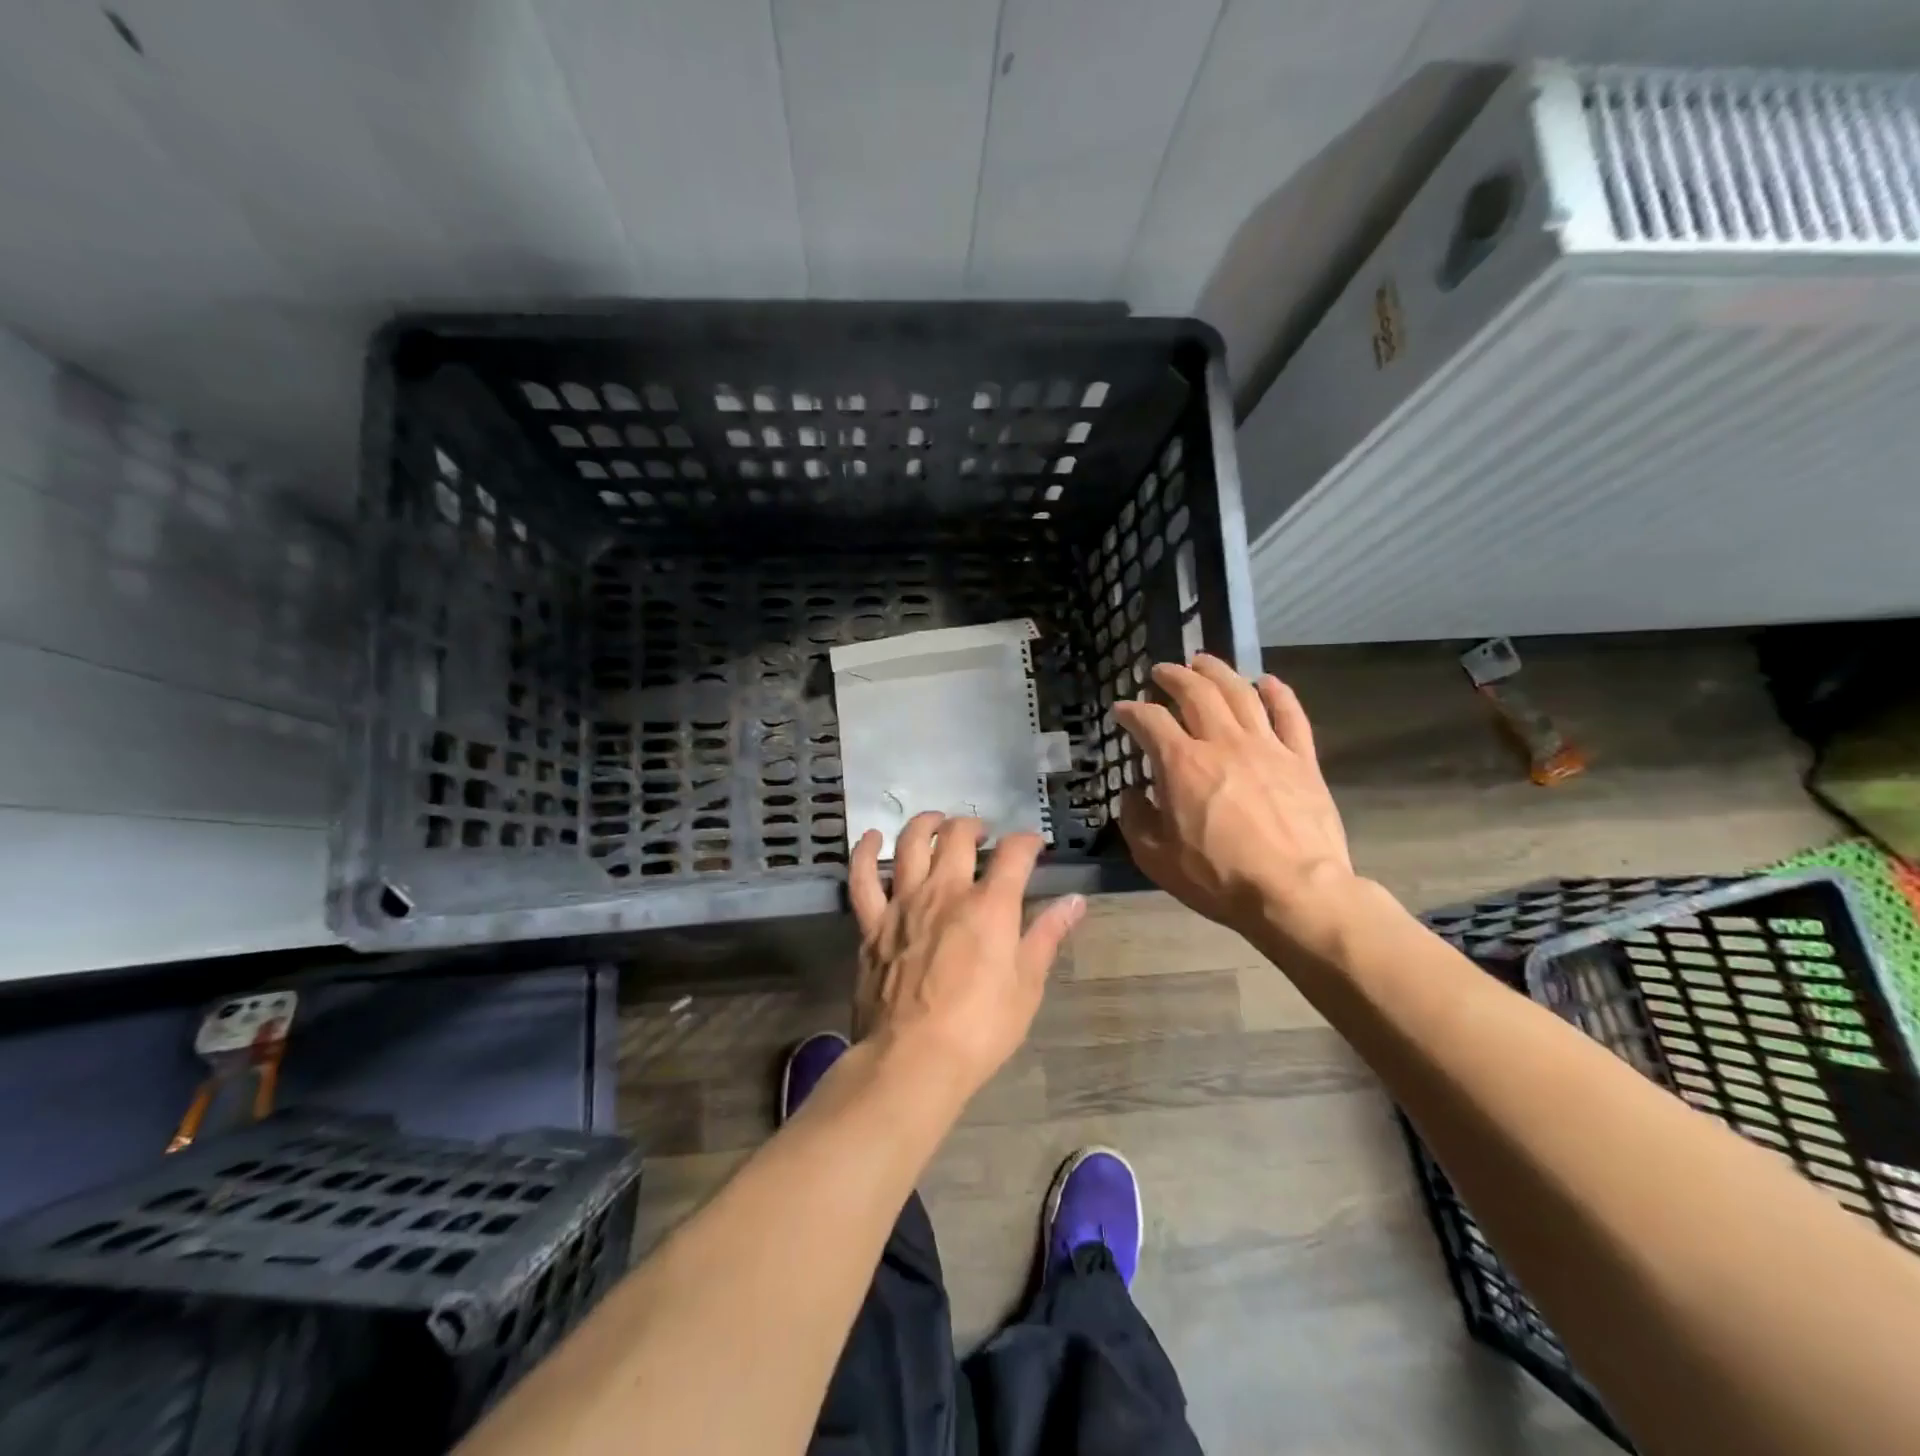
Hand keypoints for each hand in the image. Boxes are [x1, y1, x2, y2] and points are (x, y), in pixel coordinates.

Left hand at [848, 814, 1084, 1100]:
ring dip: (926, 824)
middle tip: (983, 836)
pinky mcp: (872, 923)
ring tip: (938, 824)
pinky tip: (871, 838)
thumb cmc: (980, 1029)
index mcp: (990, 905)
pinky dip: (865, 852)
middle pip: (958, 836)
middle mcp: (946, 891)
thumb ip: (1047, 936)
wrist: (912, 1059)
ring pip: (911, 843)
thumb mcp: (1026, 986)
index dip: (1027, 842)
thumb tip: (1075, 902)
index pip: (1014, 853)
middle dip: (975, 826)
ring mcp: (904, 903)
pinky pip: (863, 878)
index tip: (1033, 846)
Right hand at [1113, 655, 1352, 942]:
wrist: (1295, 892)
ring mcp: (1267, 747)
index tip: (1122, 710)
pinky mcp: (1302, 761)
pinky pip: (1291, 716)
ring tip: (1203, 661)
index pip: (1150, 720)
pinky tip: (1267, 681)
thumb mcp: (1156, 858)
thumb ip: (1137, 820)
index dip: (1131, 711)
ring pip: (1241, 693)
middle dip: (1174, 676)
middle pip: (1196, 692)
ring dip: (1218, 672)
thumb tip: (1134, 794)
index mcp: (1182, 764)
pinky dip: (1278, 693)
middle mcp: (1222, 742)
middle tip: (1161, 671)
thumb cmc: (1218, 878)